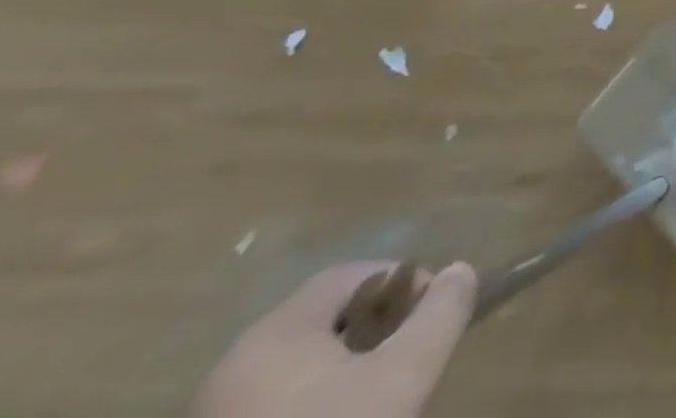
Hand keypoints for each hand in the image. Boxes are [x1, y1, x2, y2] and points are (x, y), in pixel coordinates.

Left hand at [192, 262, 476, 417]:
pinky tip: (339, 417)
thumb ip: (440, 314)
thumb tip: (460, 272)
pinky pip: (272, 405)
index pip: (351, 275)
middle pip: (323, 322)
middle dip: (374, 329)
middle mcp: (234, 365)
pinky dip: (310, 404)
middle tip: (406, 358)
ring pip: (297, 368)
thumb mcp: (403, 377)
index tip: (430, 315)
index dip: (401, 282)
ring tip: (375, 397)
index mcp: (276, 332)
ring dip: (343, 370)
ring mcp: (215, 413)